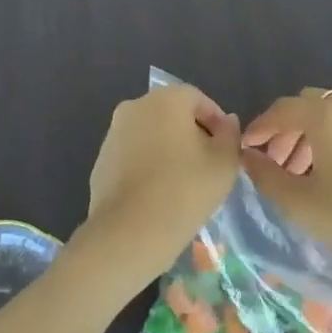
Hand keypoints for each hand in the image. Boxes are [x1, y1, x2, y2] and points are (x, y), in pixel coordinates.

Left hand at [79, 84, 240, 288]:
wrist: (128, 234)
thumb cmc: (184, 191)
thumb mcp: (224, 163)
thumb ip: (230, 134)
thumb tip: (226, 122)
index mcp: (165, 99)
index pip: (198, 98)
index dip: (216, 121)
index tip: (225, 148)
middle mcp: (134, 106)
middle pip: (172, 113)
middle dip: (192, 133)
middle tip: (207, 164)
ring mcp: (113, 133)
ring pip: (151, 133)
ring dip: (168, 148)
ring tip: (183, 181)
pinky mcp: (101, 160)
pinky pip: (133, 153)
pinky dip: (148, 164)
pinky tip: (158, 192)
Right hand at [241, 88, 331, 289]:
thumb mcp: (300, 203)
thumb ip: (266, 176)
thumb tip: (249, 156)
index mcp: (324, 116)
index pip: (281, 110)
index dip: (259, 127)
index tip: (247, 148)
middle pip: (309, 106)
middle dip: (288, 129)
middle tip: (278, 161)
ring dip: (315, 136)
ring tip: (308, 172)